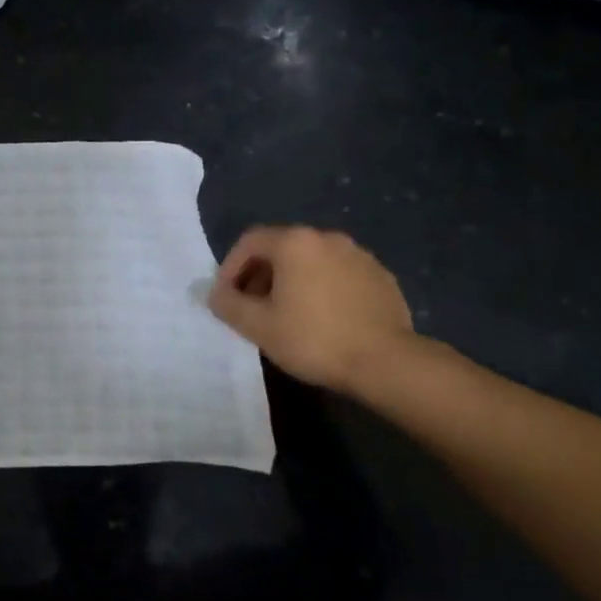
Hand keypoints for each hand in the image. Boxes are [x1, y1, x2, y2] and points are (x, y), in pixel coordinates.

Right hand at [208, 226, 418, 394]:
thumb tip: (214, 294)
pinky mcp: (381, 276)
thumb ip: (229, 305)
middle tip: (253, 308)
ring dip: (292, 281)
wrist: (386, 362)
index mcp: (295, 243)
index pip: (250, 242)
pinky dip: (323, 288)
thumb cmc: (314, 339)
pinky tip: (324, 319)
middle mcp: (327, 238)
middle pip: (282, 248)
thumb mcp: (259, 326)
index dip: (230, 267)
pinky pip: (339, 274)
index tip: (226, 297)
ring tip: (288, 315)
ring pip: (312, 261)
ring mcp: (359, 255)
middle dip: (260, 275)